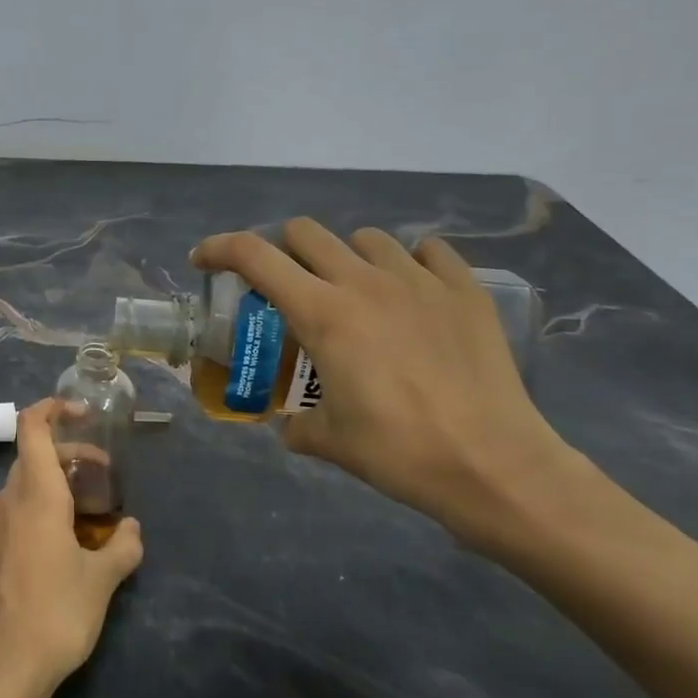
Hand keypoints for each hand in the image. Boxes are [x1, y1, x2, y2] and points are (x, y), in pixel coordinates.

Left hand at [0, 401, 143, 697]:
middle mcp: (3, 504)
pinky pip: (0, 525)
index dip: (52, 408)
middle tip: (96, 479)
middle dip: (64, 459)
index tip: (80, 414)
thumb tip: (133, 529)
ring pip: (15, 495)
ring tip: (73, 524)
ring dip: (44, 493)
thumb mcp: (102, 583)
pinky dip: (24, 522)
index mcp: (35, 497)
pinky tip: (40, 559)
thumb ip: (122, 547)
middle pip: (30, 461)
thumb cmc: (57, 616)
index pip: (33, 428)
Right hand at [192, 220, 573, 551]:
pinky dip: (409, 263)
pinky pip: (429, 253)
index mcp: (322, 313)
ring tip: (353, 291)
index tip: (204, 260)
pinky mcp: (464, 291)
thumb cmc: (398, 451)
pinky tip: (411, 292)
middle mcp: (364, 282)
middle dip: (281, 251)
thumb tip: (290, 424)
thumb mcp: (328, 440)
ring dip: (345, 256)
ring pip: (365, 238)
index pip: (254, 256)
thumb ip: (296, 423)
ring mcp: (419, 281)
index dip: (219, 248)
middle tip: (284, 286)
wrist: (493, 465)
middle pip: (305, 233)